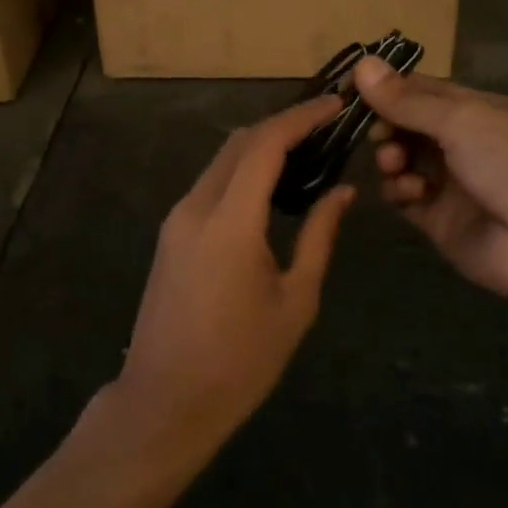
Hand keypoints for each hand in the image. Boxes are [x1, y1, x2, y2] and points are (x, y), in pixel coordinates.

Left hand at [113, 97, 354, 451]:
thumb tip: (342, 192)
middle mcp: (197, 206)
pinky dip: (243, 168)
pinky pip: (211, 182)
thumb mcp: (295, 301)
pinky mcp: (172, 231)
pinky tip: (271, 182)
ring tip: (306, 149)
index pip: (265, 145)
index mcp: (229, 221)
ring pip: (223, 158)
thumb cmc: (240, 361)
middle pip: (240, 142)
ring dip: (262, 144)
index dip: (301, 117)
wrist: (165, 402)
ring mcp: (178, 217)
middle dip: (283, 124)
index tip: (335, 106)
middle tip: (326, 125)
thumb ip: (319, 236)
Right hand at [353, 57, 507, 308]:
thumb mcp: (462, 119)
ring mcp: (452, 183)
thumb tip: (360, 63)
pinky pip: (406, 198)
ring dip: (391, 157)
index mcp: (478, 109)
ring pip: (403, 161)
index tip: (349, 89)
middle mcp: (464, 143)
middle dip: (386, 125)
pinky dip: (399, 191)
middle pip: (408, 125)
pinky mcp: (441, 221)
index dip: (386, 88)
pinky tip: (409, 192)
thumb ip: (407, 100)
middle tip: (378, 134)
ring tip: (393, 163)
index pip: (421, 90)